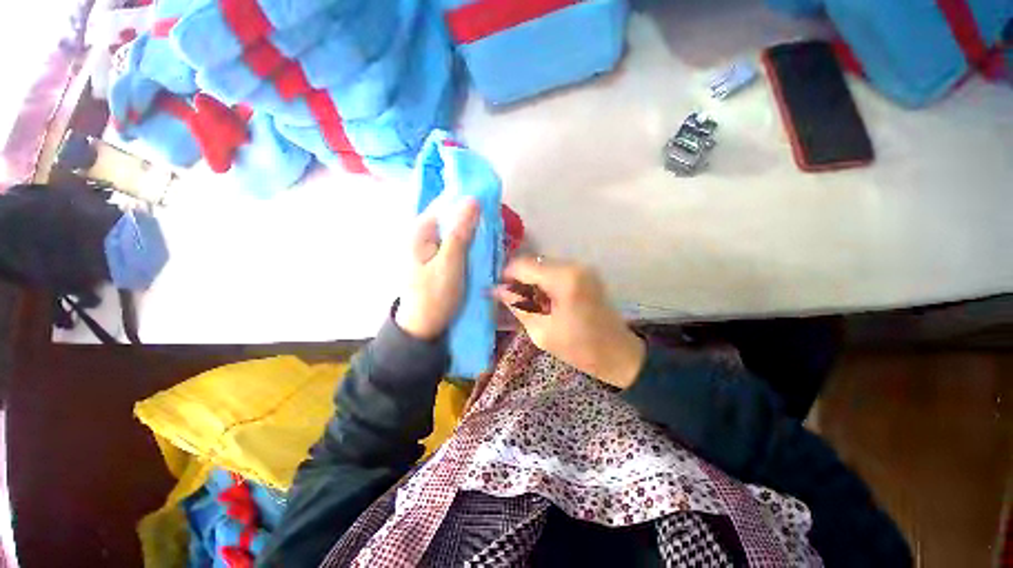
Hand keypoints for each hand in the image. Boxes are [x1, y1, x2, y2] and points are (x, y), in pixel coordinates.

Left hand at [395, 199, 478, 339]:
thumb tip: (473, 200)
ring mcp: (431, 247)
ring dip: (473, 232)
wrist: (424, 327)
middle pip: (451, 217)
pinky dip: (469, 244)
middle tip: (494, 226)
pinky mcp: (439, 259)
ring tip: (492, 236)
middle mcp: (423, 235)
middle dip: (472, 219)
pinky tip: (481, 249)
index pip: (445, 203)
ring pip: (456, 231)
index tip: (490, 207)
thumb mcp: (450, 263)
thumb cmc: (434, 295)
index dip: (467, 202)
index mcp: (420, 231)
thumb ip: (460, 232)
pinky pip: (456, 244)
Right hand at [494, 257, 645, 388]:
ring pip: (543, 266)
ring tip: (526, 302)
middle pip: (533, 262)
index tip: (497, 291)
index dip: (506, 275)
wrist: (618, 354)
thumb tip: (496, 289)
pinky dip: (543, 282)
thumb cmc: (580, 348)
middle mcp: (573, 265)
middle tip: (510, 300)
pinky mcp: (585, 274)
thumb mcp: (542, 331)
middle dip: (518, 278)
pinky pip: (555, 271)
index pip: (523, 265)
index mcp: (564, 279)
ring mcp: (581, 268)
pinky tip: (543, 300)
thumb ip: (518, 306)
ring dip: (531, 280)